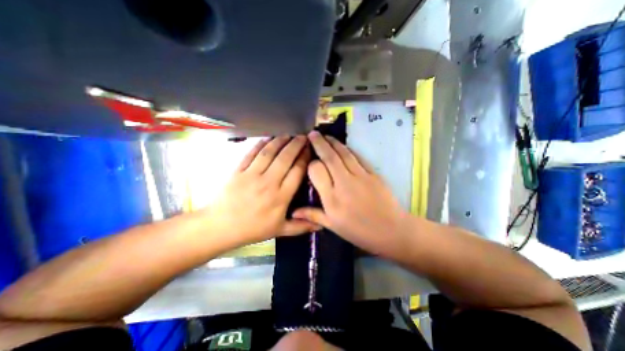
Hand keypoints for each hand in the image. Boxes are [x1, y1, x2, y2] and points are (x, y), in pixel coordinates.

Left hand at [206, 135, 322, 244]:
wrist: (221, 227)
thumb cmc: (253, 229)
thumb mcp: (280, 230)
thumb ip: (301, 226)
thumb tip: (322, 225)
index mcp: (281, 197)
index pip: (297, 172)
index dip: (305, 158)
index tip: (310, 150)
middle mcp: (268, 183)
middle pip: (285, 158)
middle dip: (296, 145)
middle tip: (304, 136)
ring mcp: (252, 175)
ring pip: (269, 152)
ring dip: (281, 141)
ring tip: (289, 134)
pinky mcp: (238, 170)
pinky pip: (252, 153)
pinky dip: (261, 144)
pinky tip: (269, 138)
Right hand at [293, 131, 413, 257]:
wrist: (391, 231)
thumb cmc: (359, 231)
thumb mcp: (333, 226)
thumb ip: (313, 215)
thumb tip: (293, 212)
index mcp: (332, 198)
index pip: (317, 170)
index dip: (311, 163)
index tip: (309, 160)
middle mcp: (344, 183)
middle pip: (329, 157)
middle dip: (319, 143)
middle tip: (312, 134)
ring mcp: (360, 176)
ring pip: (343, 153)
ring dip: (333, 142)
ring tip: (325, 136)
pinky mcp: (372, 173)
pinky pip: (358, 157)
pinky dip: (348, 149)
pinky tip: (343, 146)